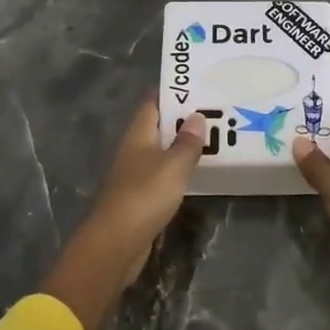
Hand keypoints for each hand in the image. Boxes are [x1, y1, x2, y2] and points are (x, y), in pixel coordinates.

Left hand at [41, 101, 205, 329]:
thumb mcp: (173, 166)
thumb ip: (186, 142)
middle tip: (214, 111)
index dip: (172, 92)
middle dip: (182, 119)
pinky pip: (162, 176)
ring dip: (181, 146)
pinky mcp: (139, 199)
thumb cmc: (144, 196)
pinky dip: (178, 171)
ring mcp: (134, 175)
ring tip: (212, 138)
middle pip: (158, 127)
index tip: (197, 84)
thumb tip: (197, 116)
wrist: (115, 245)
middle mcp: (133, 150)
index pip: (153, 103)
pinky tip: (196, 173)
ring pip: (161, 152)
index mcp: (138, 135)